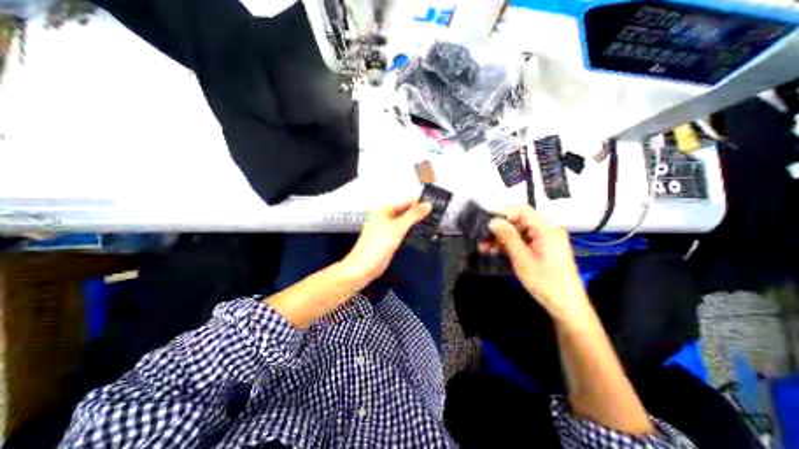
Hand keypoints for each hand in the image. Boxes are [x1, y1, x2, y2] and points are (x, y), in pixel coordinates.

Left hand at [342, 200, 430, 282]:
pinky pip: (404, 232)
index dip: (420, 202)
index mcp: (384, 209)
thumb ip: (413, 215)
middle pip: (407, 211)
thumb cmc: (374, 247)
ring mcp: (388, 228)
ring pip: (406, 222)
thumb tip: (426, 205)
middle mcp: (386, 217)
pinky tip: (421, 235)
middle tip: (435, 217)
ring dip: (417, 224)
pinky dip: (413, 232)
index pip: (407, 201)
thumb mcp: (397, 228)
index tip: (434, 206)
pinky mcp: (390, 239)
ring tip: (431, 225)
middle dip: (420, 214)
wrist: (364, 268)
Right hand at [481, 205, 591, 323]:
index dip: (502, 212)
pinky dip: (509, 245)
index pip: (521, 210)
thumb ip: (507, 237)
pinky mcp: (542, 249)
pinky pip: (522, 241)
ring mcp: (544, 240)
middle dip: (499, 229)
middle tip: (482, 239)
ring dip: (501, 239)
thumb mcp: (522, 258)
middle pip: (518, 222)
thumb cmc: (546, 281)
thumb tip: (493, 221)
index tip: (485, 220)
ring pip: (518, 232)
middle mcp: (546, 231)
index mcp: (546, 229)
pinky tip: (496, 252)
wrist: (566, 305)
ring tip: (485, 248)